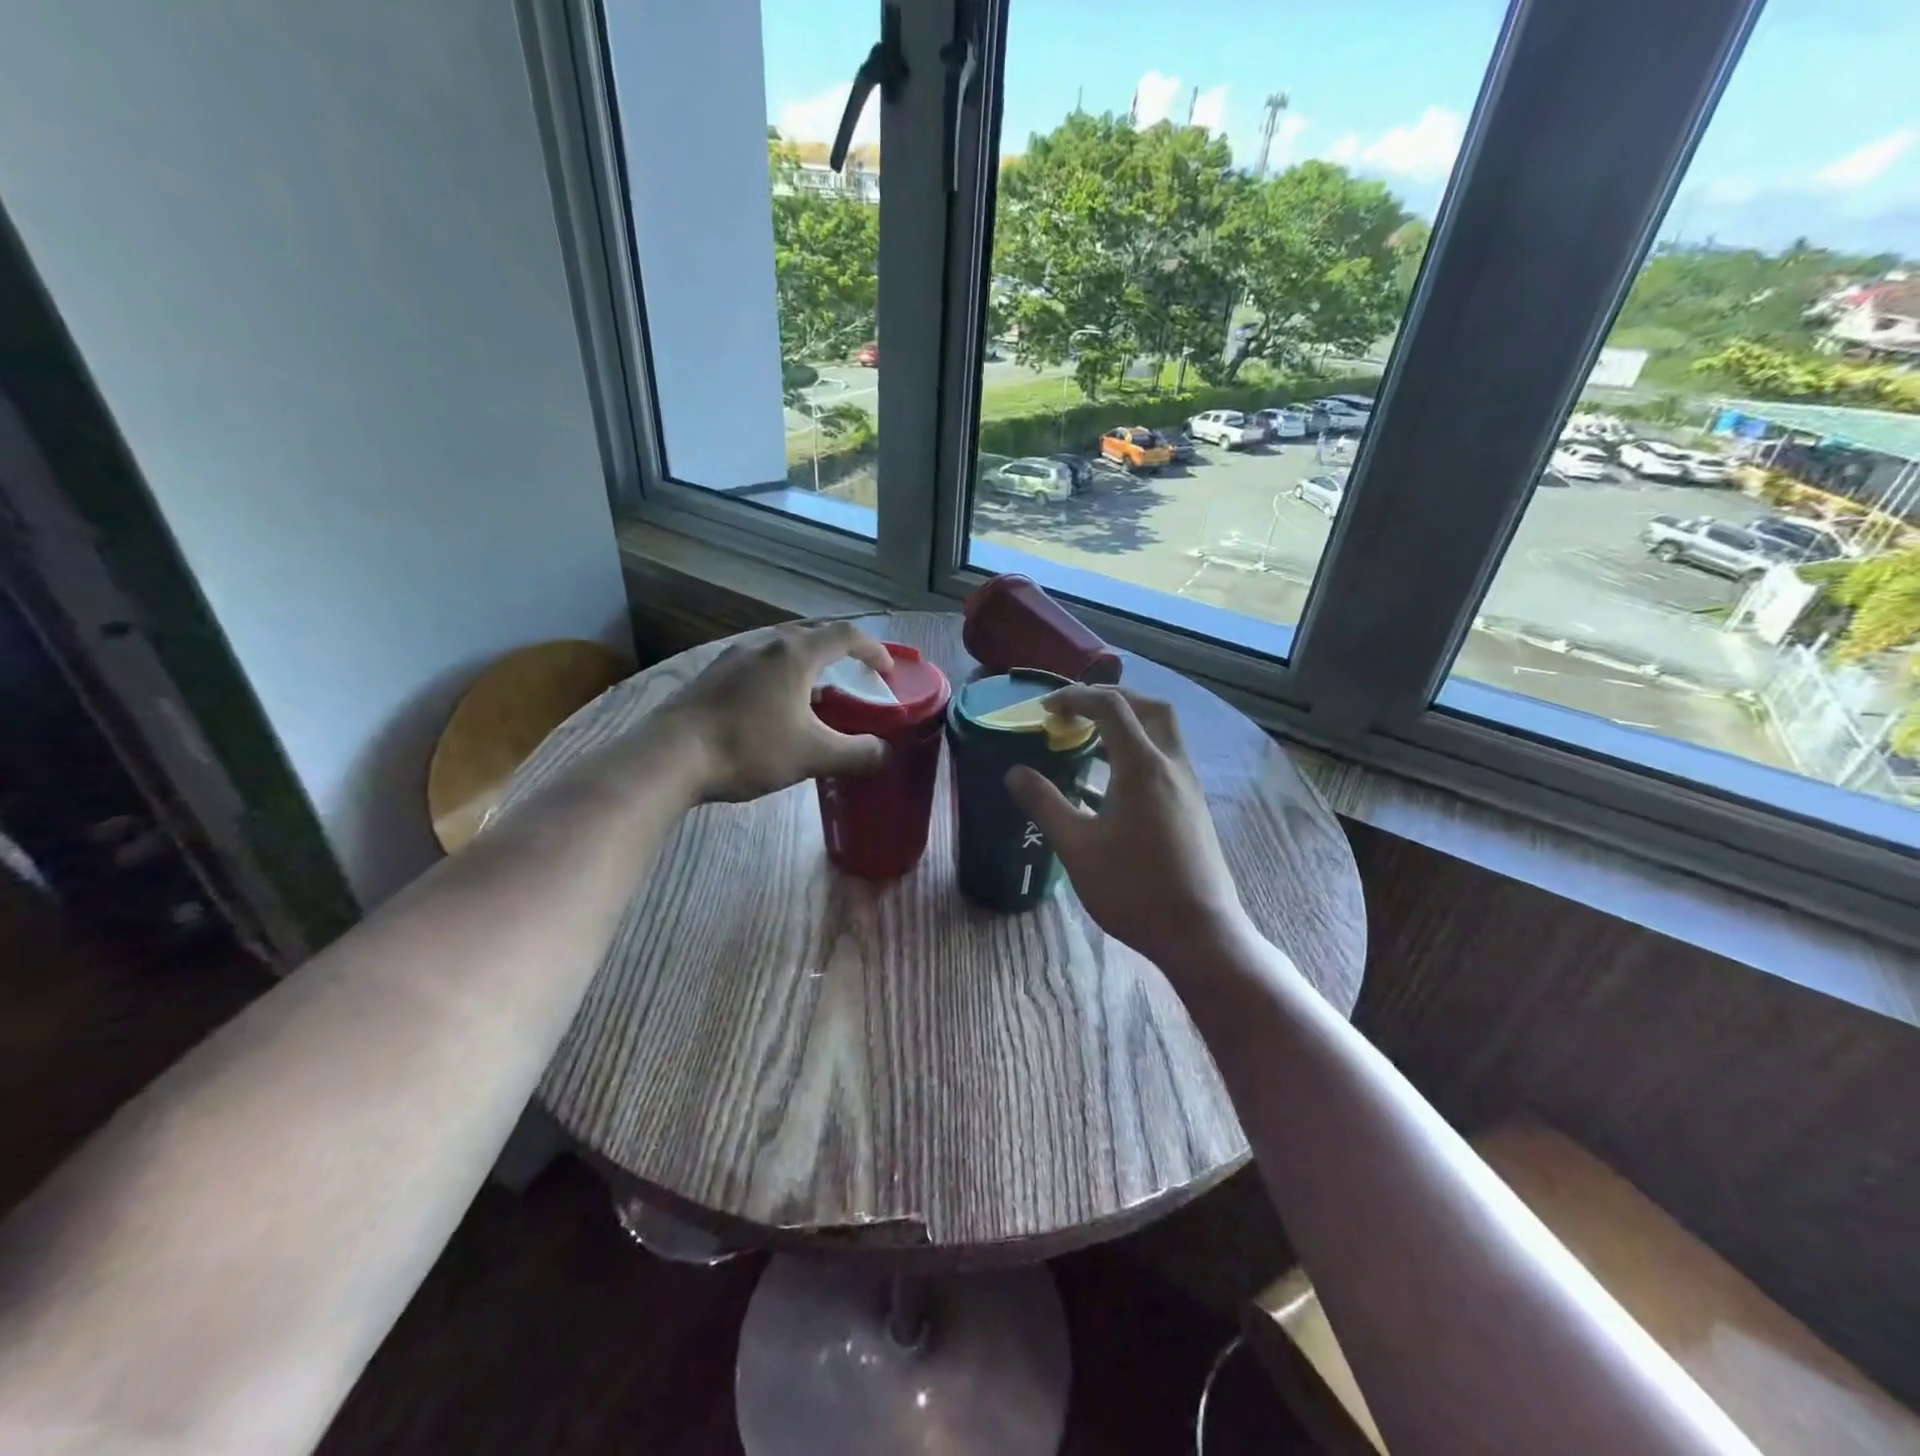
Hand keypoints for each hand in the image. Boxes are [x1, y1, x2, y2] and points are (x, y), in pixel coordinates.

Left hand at [657, 622, 893, 801]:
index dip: (874, 649)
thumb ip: (857, 754)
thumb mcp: (813, 756)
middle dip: (840, 651)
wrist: (670, 756)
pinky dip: (779, 676)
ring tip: (816, 693)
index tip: (888, 671)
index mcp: (795, 654)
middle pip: (812, 634)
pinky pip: (758, 664)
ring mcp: (733, 657)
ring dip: (807, 664)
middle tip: (855, 675)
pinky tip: (773, 706)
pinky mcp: (712, 675)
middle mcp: (765, 644)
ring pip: (781, 649)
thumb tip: (885, 752)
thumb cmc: (749, 748)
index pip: (846, 635)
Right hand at [1006, 686, 1255, 972]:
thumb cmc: (1133, 889)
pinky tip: (1110, 783)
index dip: (1076, 698)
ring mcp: (1187, 785)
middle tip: (1075, 711)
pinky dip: (1137, 750)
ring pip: (1162, 732)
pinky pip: (1165, 758)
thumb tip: (1015, 772)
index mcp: (1143, 766)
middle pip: (1148, 707)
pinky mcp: (1192, 806)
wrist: (1198, 933)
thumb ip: (1045, 803)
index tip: (1045, 709)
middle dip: (1110, 699)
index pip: (1111, 707)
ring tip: (1088, 739)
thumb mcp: (1077, 847)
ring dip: (1127, 723)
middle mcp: (1171, 765)